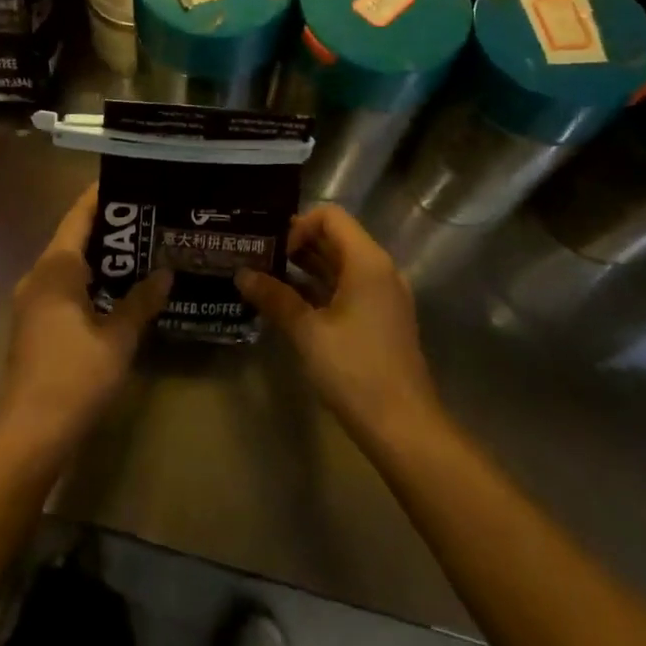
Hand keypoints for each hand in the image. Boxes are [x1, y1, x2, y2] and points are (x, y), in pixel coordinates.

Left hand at [0, 185, 170, 450]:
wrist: (30, 432)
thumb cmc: (75, 375)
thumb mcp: (118, 337)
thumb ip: (141, 301)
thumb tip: (166, 273)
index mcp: (55, 269)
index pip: (79, 216)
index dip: (101, 196)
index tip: (131, 181)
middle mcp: (39, 276)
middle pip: (74, 238)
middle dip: (109, 227)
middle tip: (148, 217)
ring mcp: (33, 301)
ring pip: (69, 265)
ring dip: (101, 256)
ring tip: (141, 248)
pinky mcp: (34, 324)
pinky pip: (64, 286)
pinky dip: (91, 279)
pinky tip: (118, 289)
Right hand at [236, 204, 439, 443]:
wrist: (404, 429)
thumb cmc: (356, 371)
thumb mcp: (308, 332)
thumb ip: (275, 298)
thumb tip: (241, 274)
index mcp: (367, 262)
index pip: (330, 217)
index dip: (298, 226)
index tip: (273, 252)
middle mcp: (379, 271)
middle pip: (335, 239)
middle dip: (296, 245)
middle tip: (258, 259)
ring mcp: (383, 296)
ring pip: (339, 266)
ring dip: (305, 268)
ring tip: (266, 279)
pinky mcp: (380, 320)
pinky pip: (347, 288)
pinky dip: (319, 289)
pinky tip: (289, 306)